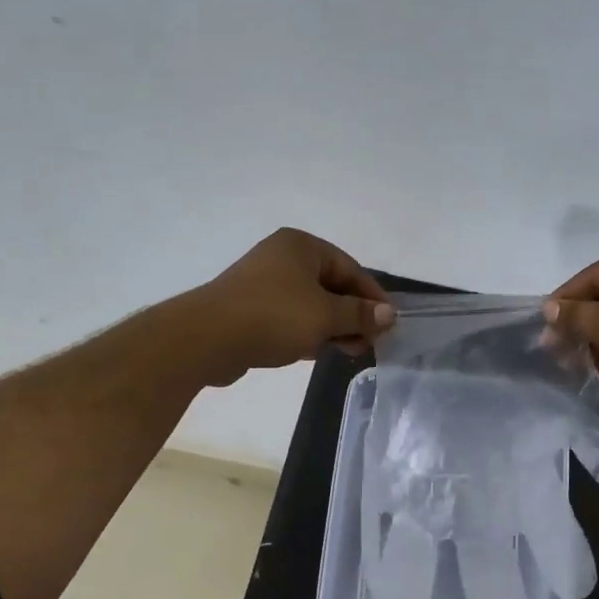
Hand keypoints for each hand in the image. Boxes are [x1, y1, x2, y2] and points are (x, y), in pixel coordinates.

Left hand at [186, 229, 393, 386]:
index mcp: (302, 246)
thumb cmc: (274, 316)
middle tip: (371, 342)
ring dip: (333, 327)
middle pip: (331, 286)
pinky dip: (309, 332)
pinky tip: (320, 352)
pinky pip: (291, 318)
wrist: (208, 338)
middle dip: (353, 315)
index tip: (389, 324)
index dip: (373, 297)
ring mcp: (264, 284)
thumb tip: (390, 314)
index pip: (350, 268)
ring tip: (350, 351)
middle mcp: (283, 258)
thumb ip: (359, 314)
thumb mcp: (325, 315)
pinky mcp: (251, 309)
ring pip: (311, 304)